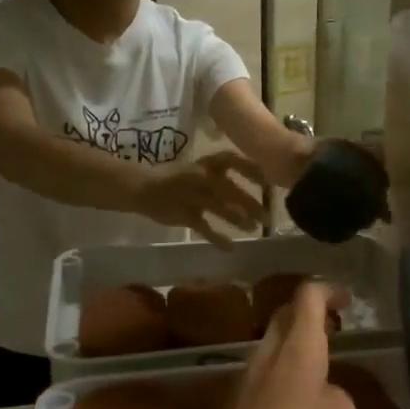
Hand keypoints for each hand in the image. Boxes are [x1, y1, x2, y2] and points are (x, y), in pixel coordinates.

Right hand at [135, 151, 267, 244]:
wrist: (142, 187)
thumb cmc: (177, 177)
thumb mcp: (199, 169)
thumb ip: (221, 174)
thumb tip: (255, 180)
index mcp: (205, 164)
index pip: (232, 161)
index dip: (251, 170)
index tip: (267, 182)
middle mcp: (200, 177)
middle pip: (230, 189)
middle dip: (250, 204)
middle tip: (267, 217)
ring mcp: (191, 196)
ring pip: (219, 208)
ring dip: (238, 219)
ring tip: (253, 229)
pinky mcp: (183, 214)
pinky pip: (203, 228)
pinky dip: (218, 238)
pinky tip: (230, 247)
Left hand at [193, 283, 356, 408]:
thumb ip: (338, 394)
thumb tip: (324, 393)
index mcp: (297, 348)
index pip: (307, 296)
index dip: (328, 290)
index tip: (346, 300)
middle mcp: (267, 355)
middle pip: (284, 316)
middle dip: (308, 314)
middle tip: (334, 329)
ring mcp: (246, 380)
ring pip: (272, 347)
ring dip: (295, 347)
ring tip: (320, 370)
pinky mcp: (235, 406)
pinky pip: (264, 377)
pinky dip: (284, 376)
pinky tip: (297, 406)